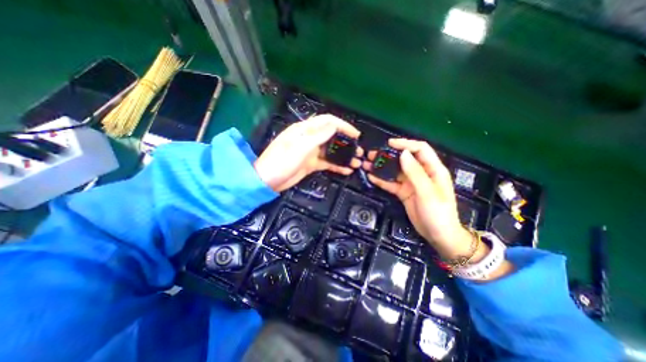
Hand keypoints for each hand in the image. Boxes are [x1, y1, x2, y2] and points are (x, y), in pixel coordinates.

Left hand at [254, 114, 361, 192]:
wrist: (267, 181)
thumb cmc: (281, 162)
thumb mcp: (299, 148)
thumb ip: (317, 136)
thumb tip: (334, 125)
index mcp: (305, 130)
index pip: (327, 122)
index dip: (343, 125)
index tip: (355, 134)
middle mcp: (309, 139)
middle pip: (331, 136)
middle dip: (346, 142)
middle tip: (359, 150)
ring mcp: (311, 152)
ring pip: (331, 151)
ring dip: (344, 155)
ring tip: (357, 162)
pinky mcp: (311, 164)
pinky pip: (326, 163)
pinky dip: (336, 166)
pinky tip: (347, 170)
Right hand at [365, 139, 473, 257]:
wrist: (437, 235)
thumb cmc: (438, 213)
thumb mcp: (427, 192)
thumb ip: (415, 172)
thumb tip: (403, 153)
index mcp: (433, 169)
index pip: (420, 149)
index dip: (405, 143)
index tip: (389, 144)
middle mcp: (421, 173)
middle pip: (404, 159)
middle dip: (389, 155)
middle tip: (372, 154)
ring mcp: (411, 183)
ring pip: (395, 170)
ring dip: (382, 167)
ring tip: (367, 164)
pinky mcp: (403, 192)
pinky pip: (391, 183)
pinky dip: (381, 180)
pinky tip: (371, 177)